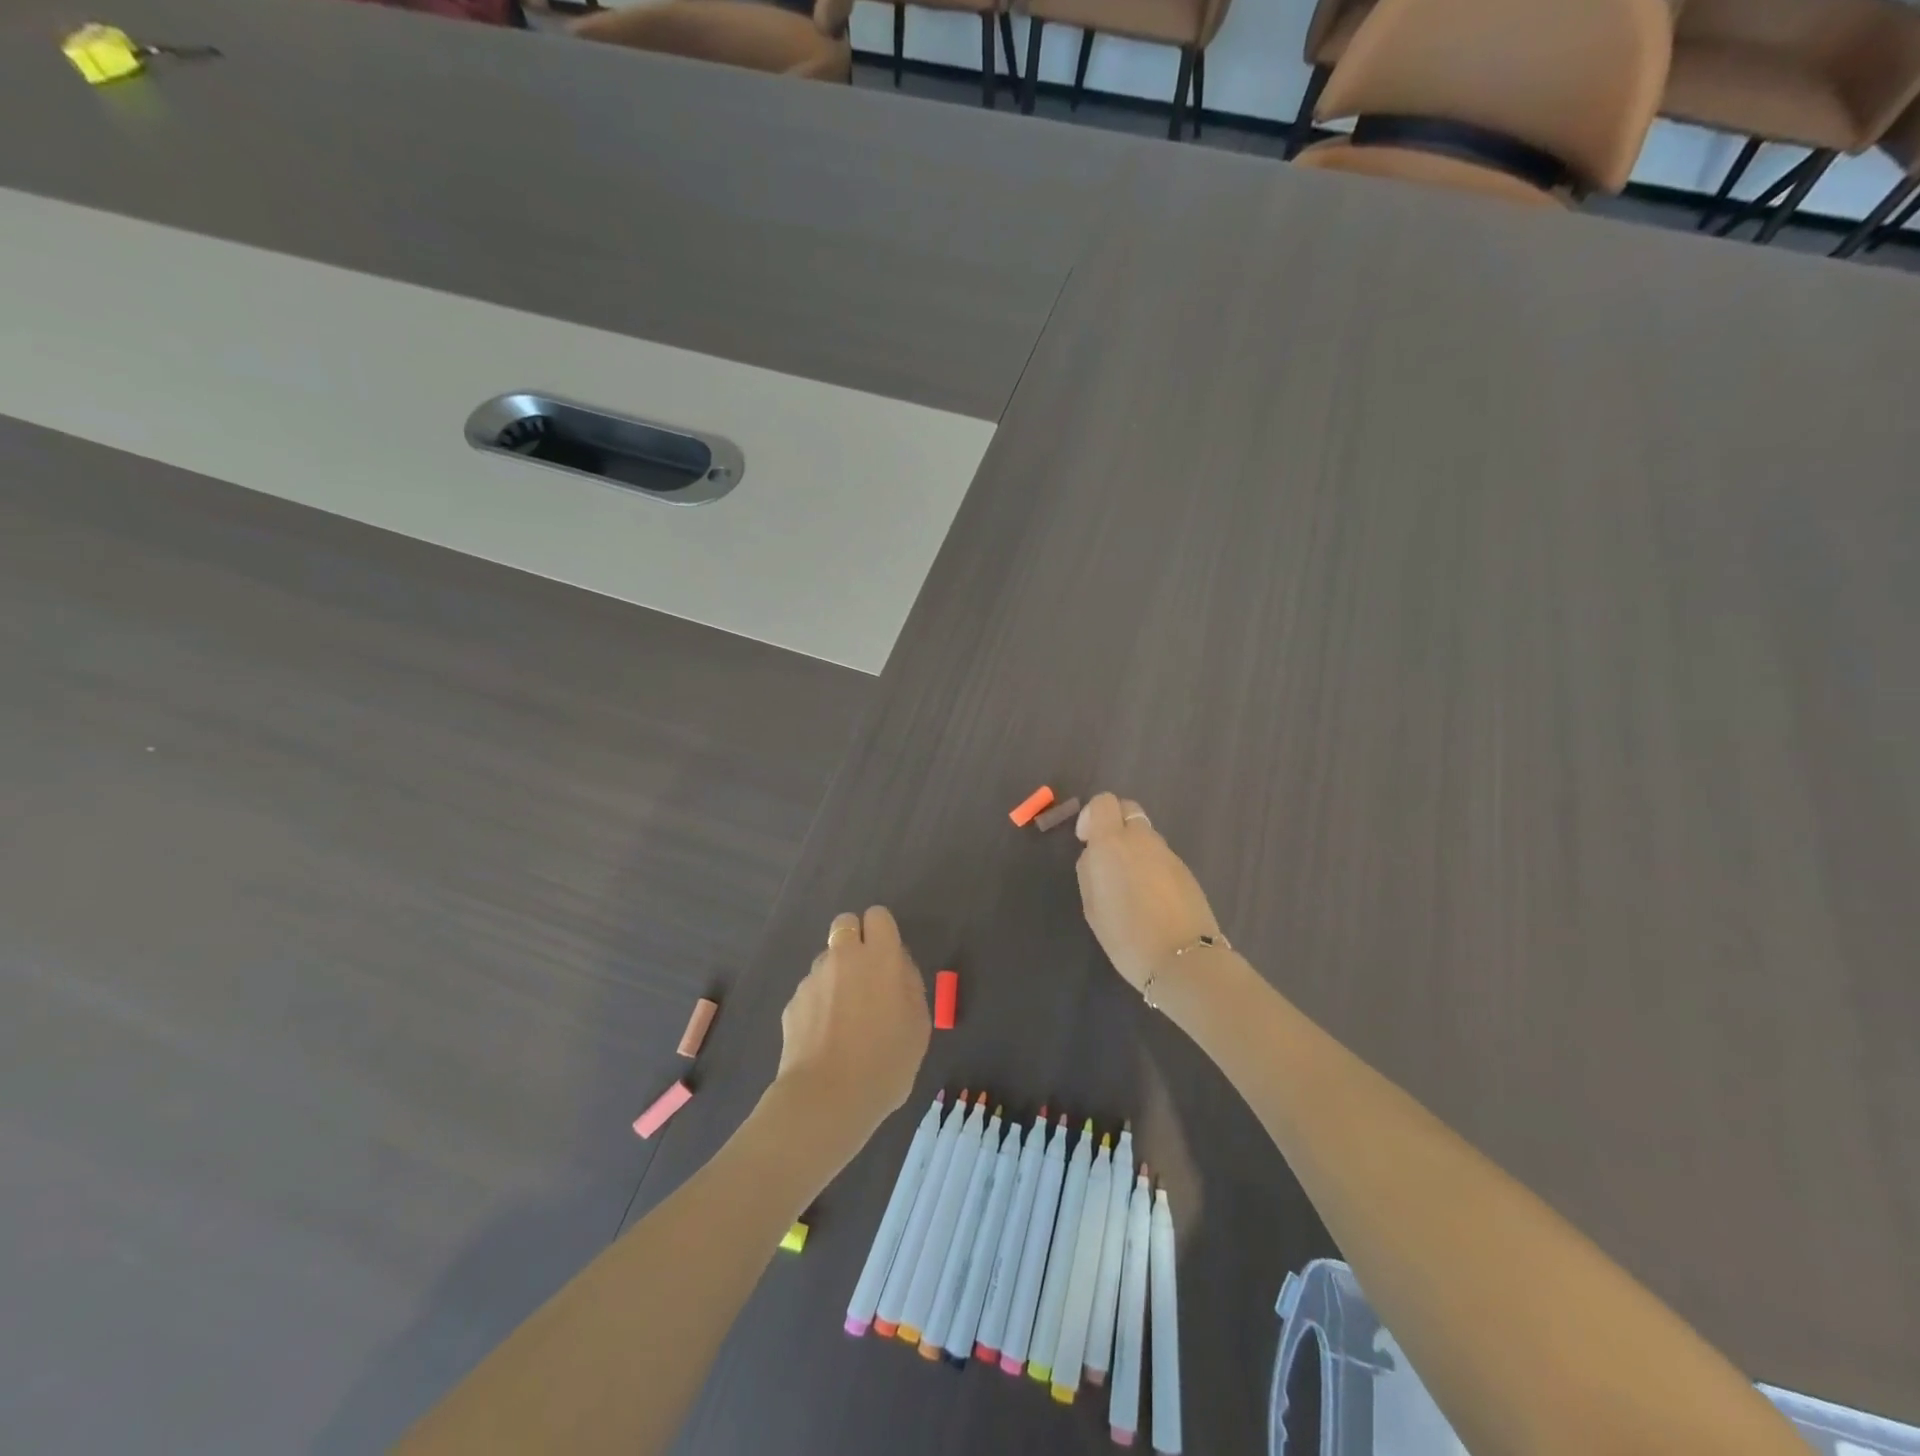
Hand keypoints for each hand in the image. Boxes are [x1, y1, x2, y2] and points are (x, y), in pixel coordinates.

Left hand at [773, 907, 929, 1142]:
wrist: (827, 1099)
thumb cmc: (886, 1063)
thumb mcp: (918, 1026)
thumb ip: (909, 986)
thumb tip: (897, 970)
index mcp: (881, 957)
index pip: (879, 916)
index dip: (883, 933)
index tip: (888, 959)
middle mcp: (844, 957)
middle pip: (845, 924)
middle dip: (855, 940)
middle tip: (866, 977)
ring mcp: (813, 978)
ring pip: (826, 959)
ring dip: (836, 975)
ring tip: (843, 1018)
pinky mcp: (792, 1002)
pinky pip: (810, 991)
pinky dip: (818, 1005)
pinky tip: (824, 1037)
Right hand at [1075, 792, 1221, 992]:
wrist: (1183, 959)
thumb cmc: (1126, 936)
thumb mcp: (1093, 905)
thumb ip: (1091, 870)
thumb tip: (1097, 856)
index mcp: (1112, 843)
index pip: (1103, 802)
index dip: (1091, 816)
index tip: (1086, 841)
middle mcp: (1142, 839)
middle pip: (1128, 810)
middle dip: (1114, 823)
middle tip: (1107, 856)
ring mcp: (1168, 853)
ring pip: (1146, 835)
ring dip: (1134, 848)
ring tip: (1130, 886)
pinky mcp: (1186, 870)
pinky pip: (1160, 857)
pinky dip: (1151, 866)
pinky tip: (1151, 899)